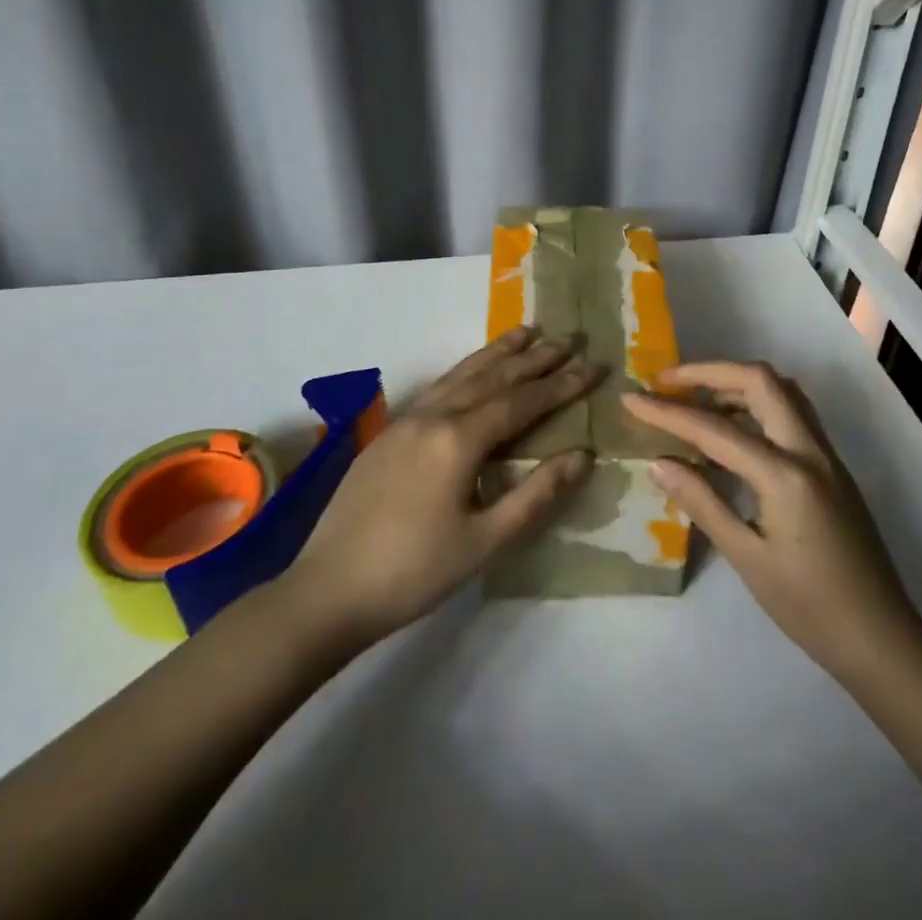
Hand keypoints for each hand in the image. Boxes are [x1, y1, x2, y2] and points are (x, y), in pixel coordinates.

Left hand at [287, 326, 601, 644]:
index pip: (522, 401)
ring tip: (526, 331)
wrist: (327, 589)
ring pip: (461, 374)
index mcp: (458, 439)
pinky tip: (472, 370)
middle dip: (534, 357)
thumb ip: (535, 494)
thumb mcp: (484, 541)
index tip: (594, 364)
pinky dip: (465, 369)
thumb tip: (583, 455)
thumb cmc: (414, 572)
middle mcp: (433, 416)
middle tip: (569, 336)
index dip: (561, 384)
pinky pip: (438, 387)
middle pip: (493, 377)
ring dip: (497, 352)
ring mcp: (406, 420)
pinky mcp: (388, 433)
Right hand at [624, 362, 921, 683]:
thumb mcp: (748, 558)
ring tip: (695, 402)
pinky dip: (756, 404)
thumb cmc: (810, 608)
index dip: (666, 412)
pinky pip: (792, 413)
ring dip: (735, 383)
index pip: (714, 429)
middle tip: (667, 384)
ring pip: (781, 391)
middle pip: (759, 380)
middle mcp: (809, 450)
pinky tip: (732, 431)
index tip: (630, 397)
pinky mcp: (832, 466)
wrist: (882, 639)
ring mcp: (826, 455)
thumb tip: (659, 462)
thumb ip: (702, 502)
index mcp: (785, 475)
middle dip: (709, 372)